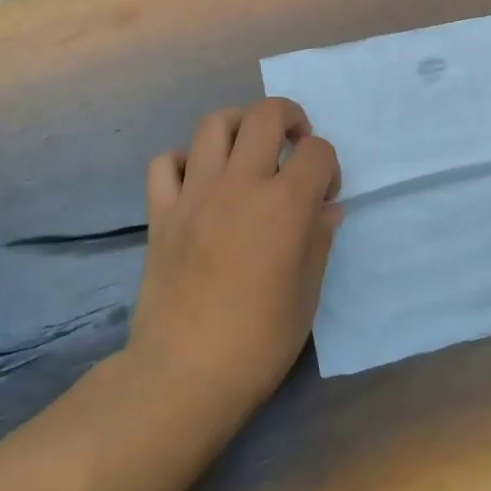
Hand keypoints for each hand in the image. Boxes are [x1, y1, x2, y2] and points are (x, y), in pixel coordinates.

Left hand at [128, 98, 342, 420]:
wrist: (183, 375)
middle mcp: (239, 185)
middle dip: (290, 117)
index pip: (317, 151)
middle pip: (265, 115)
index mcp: (284, 205)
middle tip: (294, 145)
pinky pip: (166, 163)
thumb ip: (319, 240)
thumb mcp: (307, 293)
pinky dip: (185, 161)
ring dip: (239, 126)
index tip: (326, 195)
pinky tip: (199, 183)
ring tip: (248, 152)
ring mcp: (194, 195)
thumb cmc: (259, 341)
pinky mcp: (160, 213)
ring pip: (213, 124)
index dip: (329, 166)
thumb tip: (327, 209)